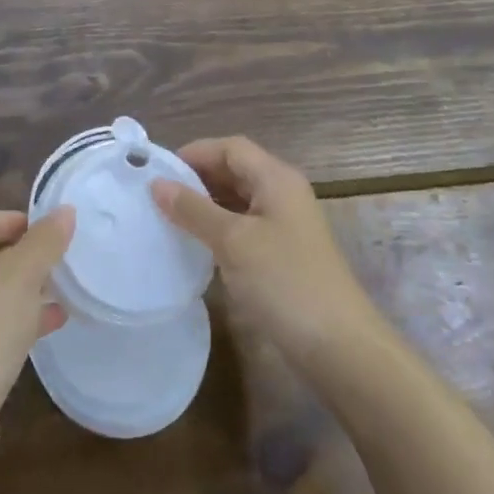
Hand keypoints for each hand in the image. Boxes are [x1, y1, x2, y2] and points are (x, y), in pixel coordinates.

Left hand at [0, 207, 74, 470]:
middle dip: (24, 259)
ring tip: (62, 295)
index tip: (55, 234)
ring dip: (22, 292)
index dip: (19, 221)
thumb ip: (45, 241)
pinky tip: (45, 328)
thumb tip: (65, 210)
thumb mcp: (21, 277)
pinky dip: (11, 322)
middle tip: (60, 265)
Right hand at [152, 137, 382, 370]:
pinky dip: (218, 230)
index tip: (157, 172)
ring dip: (205, 205)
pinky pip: (244, 229)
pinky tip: (195, 246)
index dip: (195, 153)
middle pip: (235, 171)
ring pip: (238, 201)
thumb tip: (157, 184)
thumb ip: (194, 209)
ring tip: (168, 219)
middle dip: (197, 178)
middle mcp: (283, 194)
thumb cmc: (284, 281)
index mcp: (277, 179)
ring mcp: (285, 227)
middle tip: (156, 196)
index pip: (231, 148)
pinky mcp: (283, 255)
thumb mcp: (233, 241)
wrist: (337, 345)